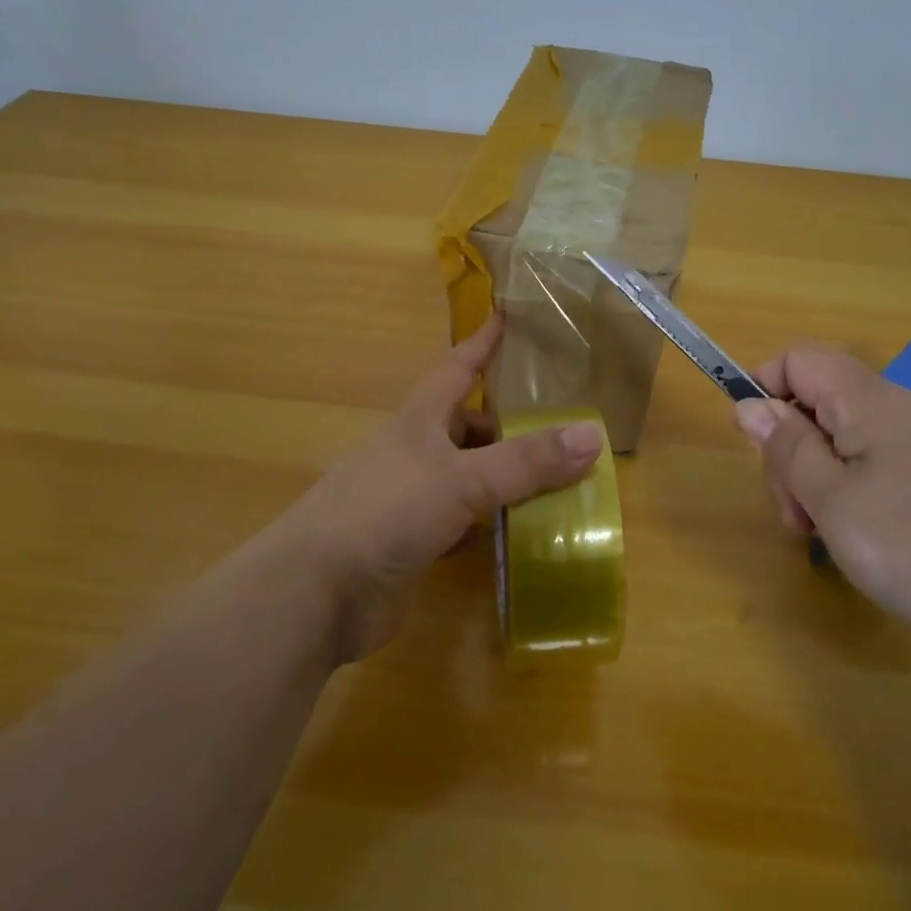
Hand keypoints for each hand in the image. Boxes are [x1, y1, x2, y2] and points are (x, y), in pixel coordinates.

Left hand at [270, 315, 602, 661]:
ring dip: (502, 477)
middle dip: (506, 424)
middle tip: (557, 426)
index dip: (481, 343)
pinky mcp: (412, 543)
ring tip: (554, 479)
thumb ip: (527, 461)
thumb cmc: (386, 512)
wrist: (316, 593)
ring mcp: (410, 499)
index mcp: (419, 421)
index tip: (505, 317)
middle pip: (466, 425)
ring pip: (467, 475)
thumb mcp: (462, 478)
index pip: (457, 368)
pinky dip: (489, 523)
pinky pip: (461, 522)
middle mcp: (414, 452)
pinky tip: (519, 531)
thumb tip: (594, 435)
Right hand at [734, 347, 910, 678]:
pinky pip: (878, 461)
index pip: (798, 359)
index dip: (764, 389)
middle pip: (818, 401)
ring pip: (845, 436)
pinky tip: (862, 536)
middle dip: (790, 450)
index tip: (756, 448)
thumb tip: (750, 404)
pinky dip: (852, 489)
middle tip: (795, 514)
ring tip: (824, 534)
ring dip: (817, 476)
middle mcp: (900, 408)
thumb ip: (786, 448)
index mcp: (870, 401)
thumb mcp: (832, 502)